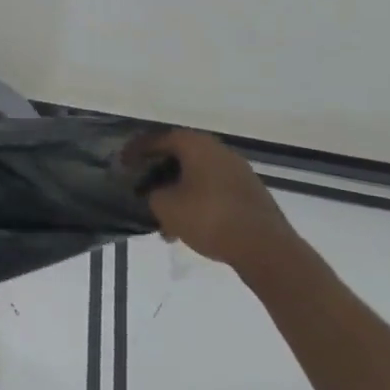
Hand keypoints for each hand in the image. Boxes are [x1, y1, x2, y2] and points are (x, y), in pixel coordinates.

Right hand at [122, 127, 297, 273]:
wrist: (266, 249)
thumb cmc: (209, 218)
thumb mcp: (165, 206)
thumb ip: (153, 193)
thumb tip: (156, 192)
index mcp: (195, 144)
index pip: (158, 139)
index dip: (136, 151)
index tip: (122, 163)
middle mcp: (218, 150)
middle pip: (180, 156)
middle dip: (159, 173)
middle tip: (143, 187)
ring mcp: (239, 172)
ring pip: (198, 176)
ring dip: (179, 192)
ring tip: (165, 218)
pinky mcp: (251, 195)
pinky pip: (214, 191)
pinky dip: (198, 202)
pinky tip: (189, 226)